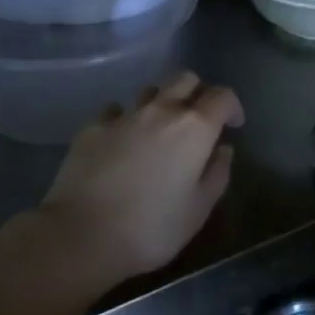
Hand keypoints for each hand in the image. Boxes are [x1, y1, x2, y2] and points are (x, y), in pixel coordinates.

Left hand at [34, 72, 243, 287]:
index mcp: (194, 127)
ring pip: (150, 90)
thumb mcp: (198, 210)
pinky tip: (122, 140)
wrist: (80, 235)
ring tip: (159, 130)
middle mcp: (160, 110)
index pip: (222, 96)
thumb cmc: (151, 228)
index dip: (232, 107)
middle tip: (199, 120)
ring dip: (161, 103)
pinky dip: (126, 119)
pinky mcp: (92, 127)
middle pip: (185, 79)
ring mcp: (123, 115)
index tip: (233, 126)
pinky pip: (115, 110)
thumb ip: (217, 174)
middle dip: (198, 93)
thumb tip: (222, 150)